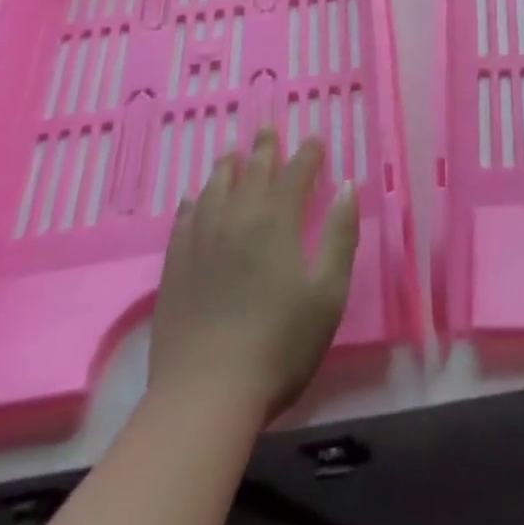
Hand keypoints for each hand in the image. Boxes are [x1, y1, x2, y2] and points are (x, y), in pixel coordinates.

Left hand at [149, 129, 359, 424]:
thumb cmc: (280, 344)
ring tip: (231, 152)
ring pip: (214, 188)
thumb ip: (340, 236)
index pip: (295, 173)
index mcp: (277, 221)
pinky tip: (193, 199)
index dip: (307, 154)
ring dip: (227, 166)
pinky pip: (184, 218)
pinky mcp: (175, 265)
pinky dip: (193, 201)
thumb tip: (348, 187)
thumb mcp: (328, 293)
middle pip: (252, 171)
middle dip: (264, 148)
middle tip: (268, 130)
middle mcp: (237, 218)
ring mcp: (201, 240)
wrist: (206, 394)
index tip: (315, 140)